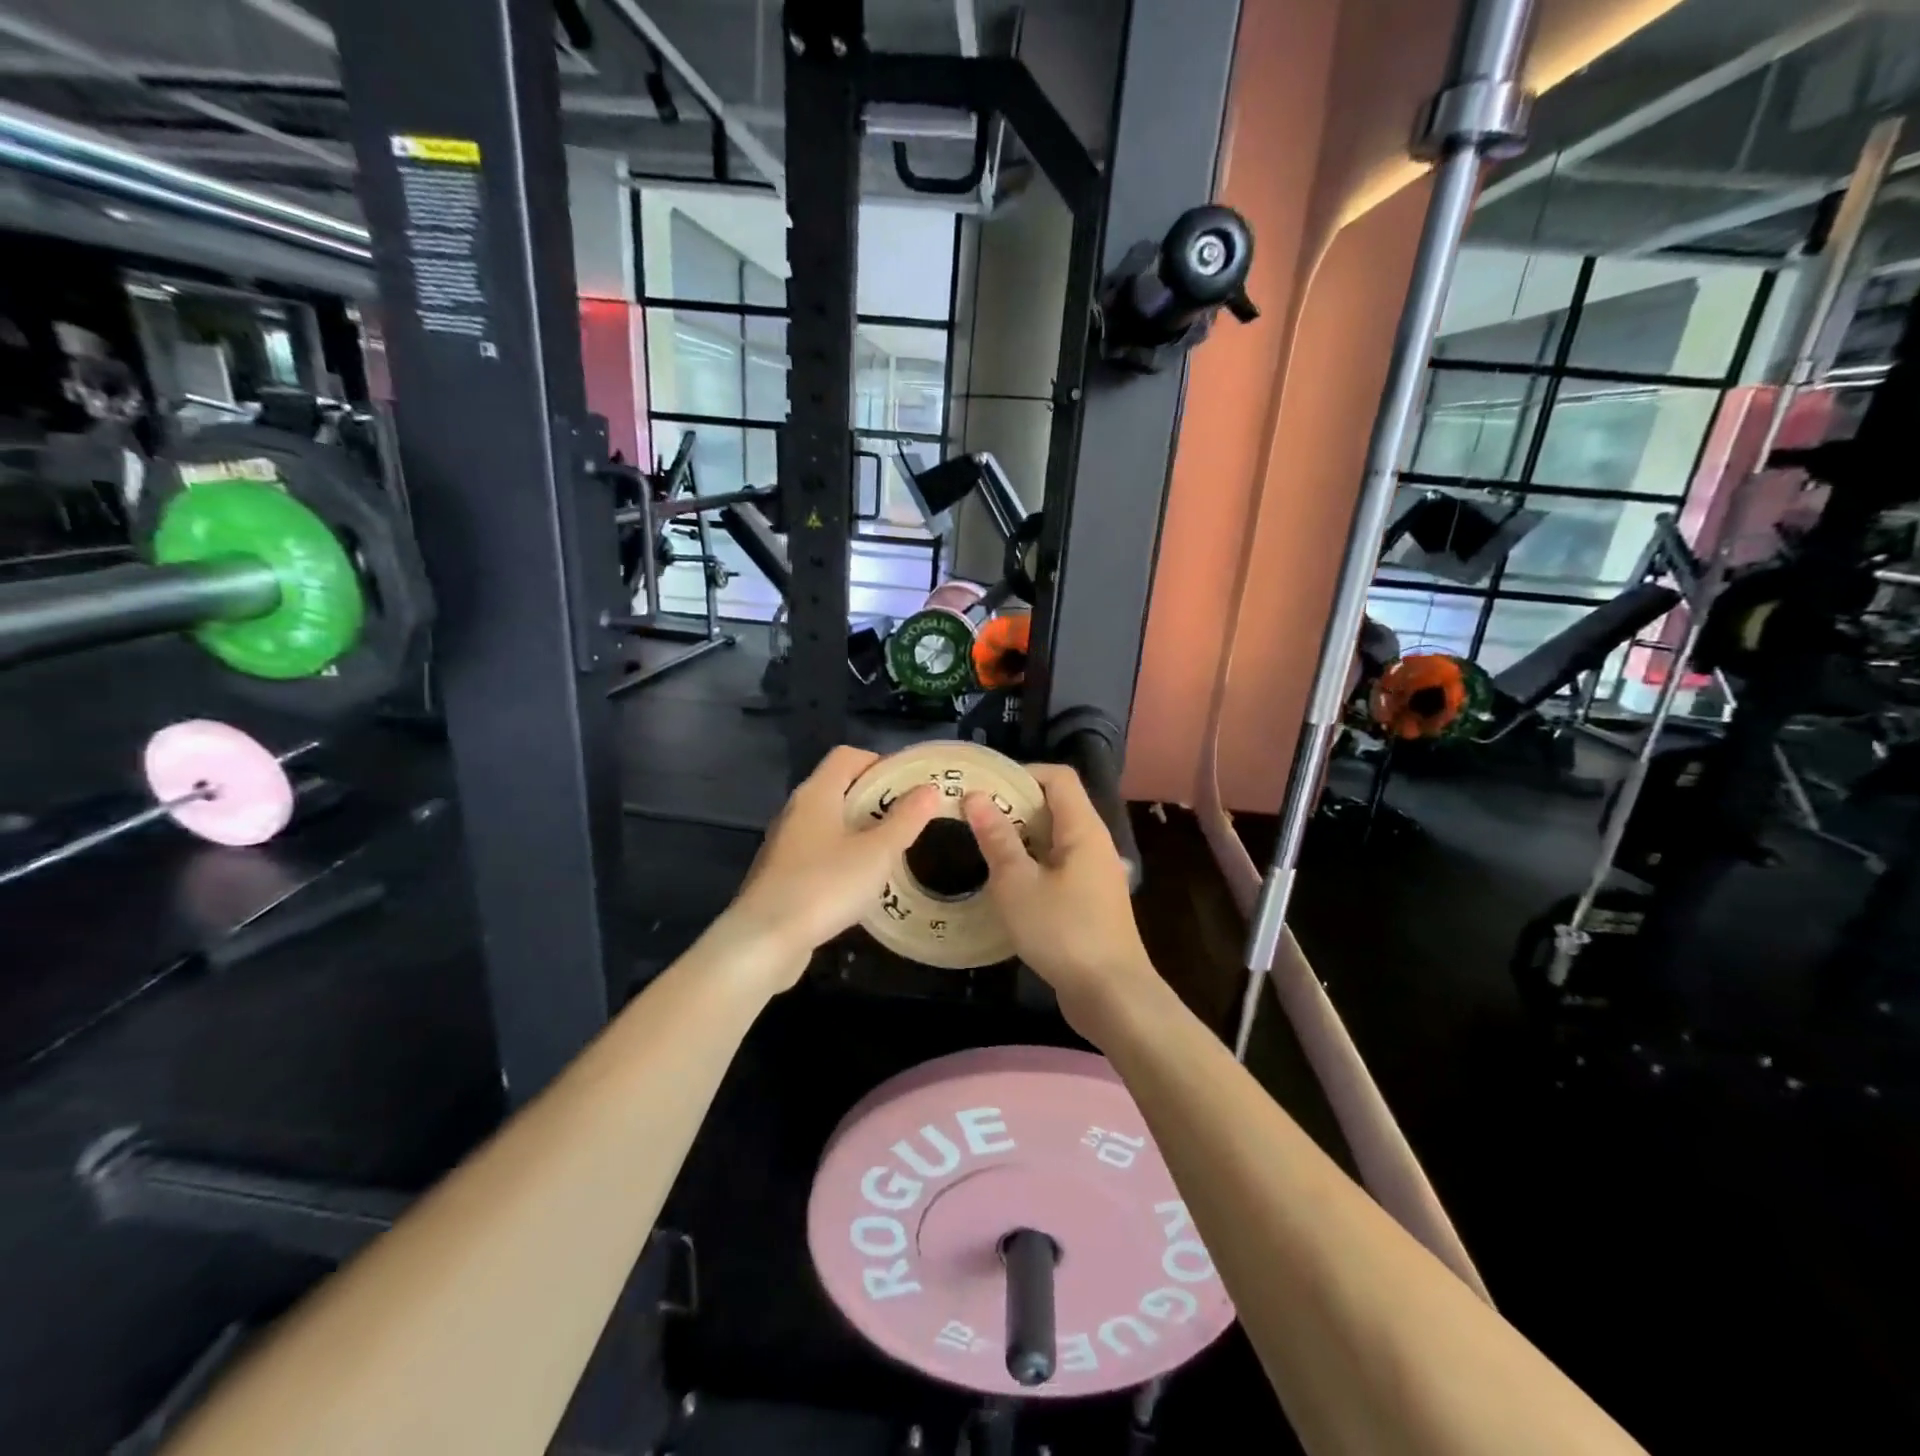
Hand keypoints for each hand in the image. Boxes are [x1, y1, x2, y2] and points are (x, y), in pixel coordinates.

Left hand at [723, 745, 939, 986]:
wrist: (764, 941)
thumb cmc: (825, 885)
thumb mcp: (877, 853)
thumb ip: (906, 819)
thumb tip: (928, 789)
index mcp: (816, 793)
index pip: (847, 755)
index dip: (880, 762)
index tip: (910, 785)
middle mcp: (796, 810)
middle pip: (839, 787)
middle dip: (875, 798)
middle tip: (909, 819)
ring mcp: (785, 843)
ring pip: (829, 822)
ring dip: (860, 830)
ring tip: (891, 851)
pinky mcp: (781, 874)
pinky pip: (819, 851)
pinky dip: (843, 856)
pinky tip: (861, 882)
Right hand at [963, 763, 1158, 1035]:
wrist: (1111, 995)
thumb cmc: (1063, 931)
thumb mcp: (1017, 884)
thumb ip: (997, 838)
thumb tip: (975, 797)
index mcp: (1083, 829)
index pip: (1058, 777)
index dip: (1021, 773)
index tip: (984, 788)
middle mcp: (1094, 843)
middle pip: (1055, 806)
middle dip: (1014, 806)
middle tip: (972, 818)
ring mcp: (1095, 874)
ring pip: (1055, 839)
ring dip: (1020, 839)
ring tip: (982, 848)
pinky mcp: (1091, 901)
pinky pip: (1058, 867)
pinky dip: (1032, 865)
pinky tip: (1006, 885)